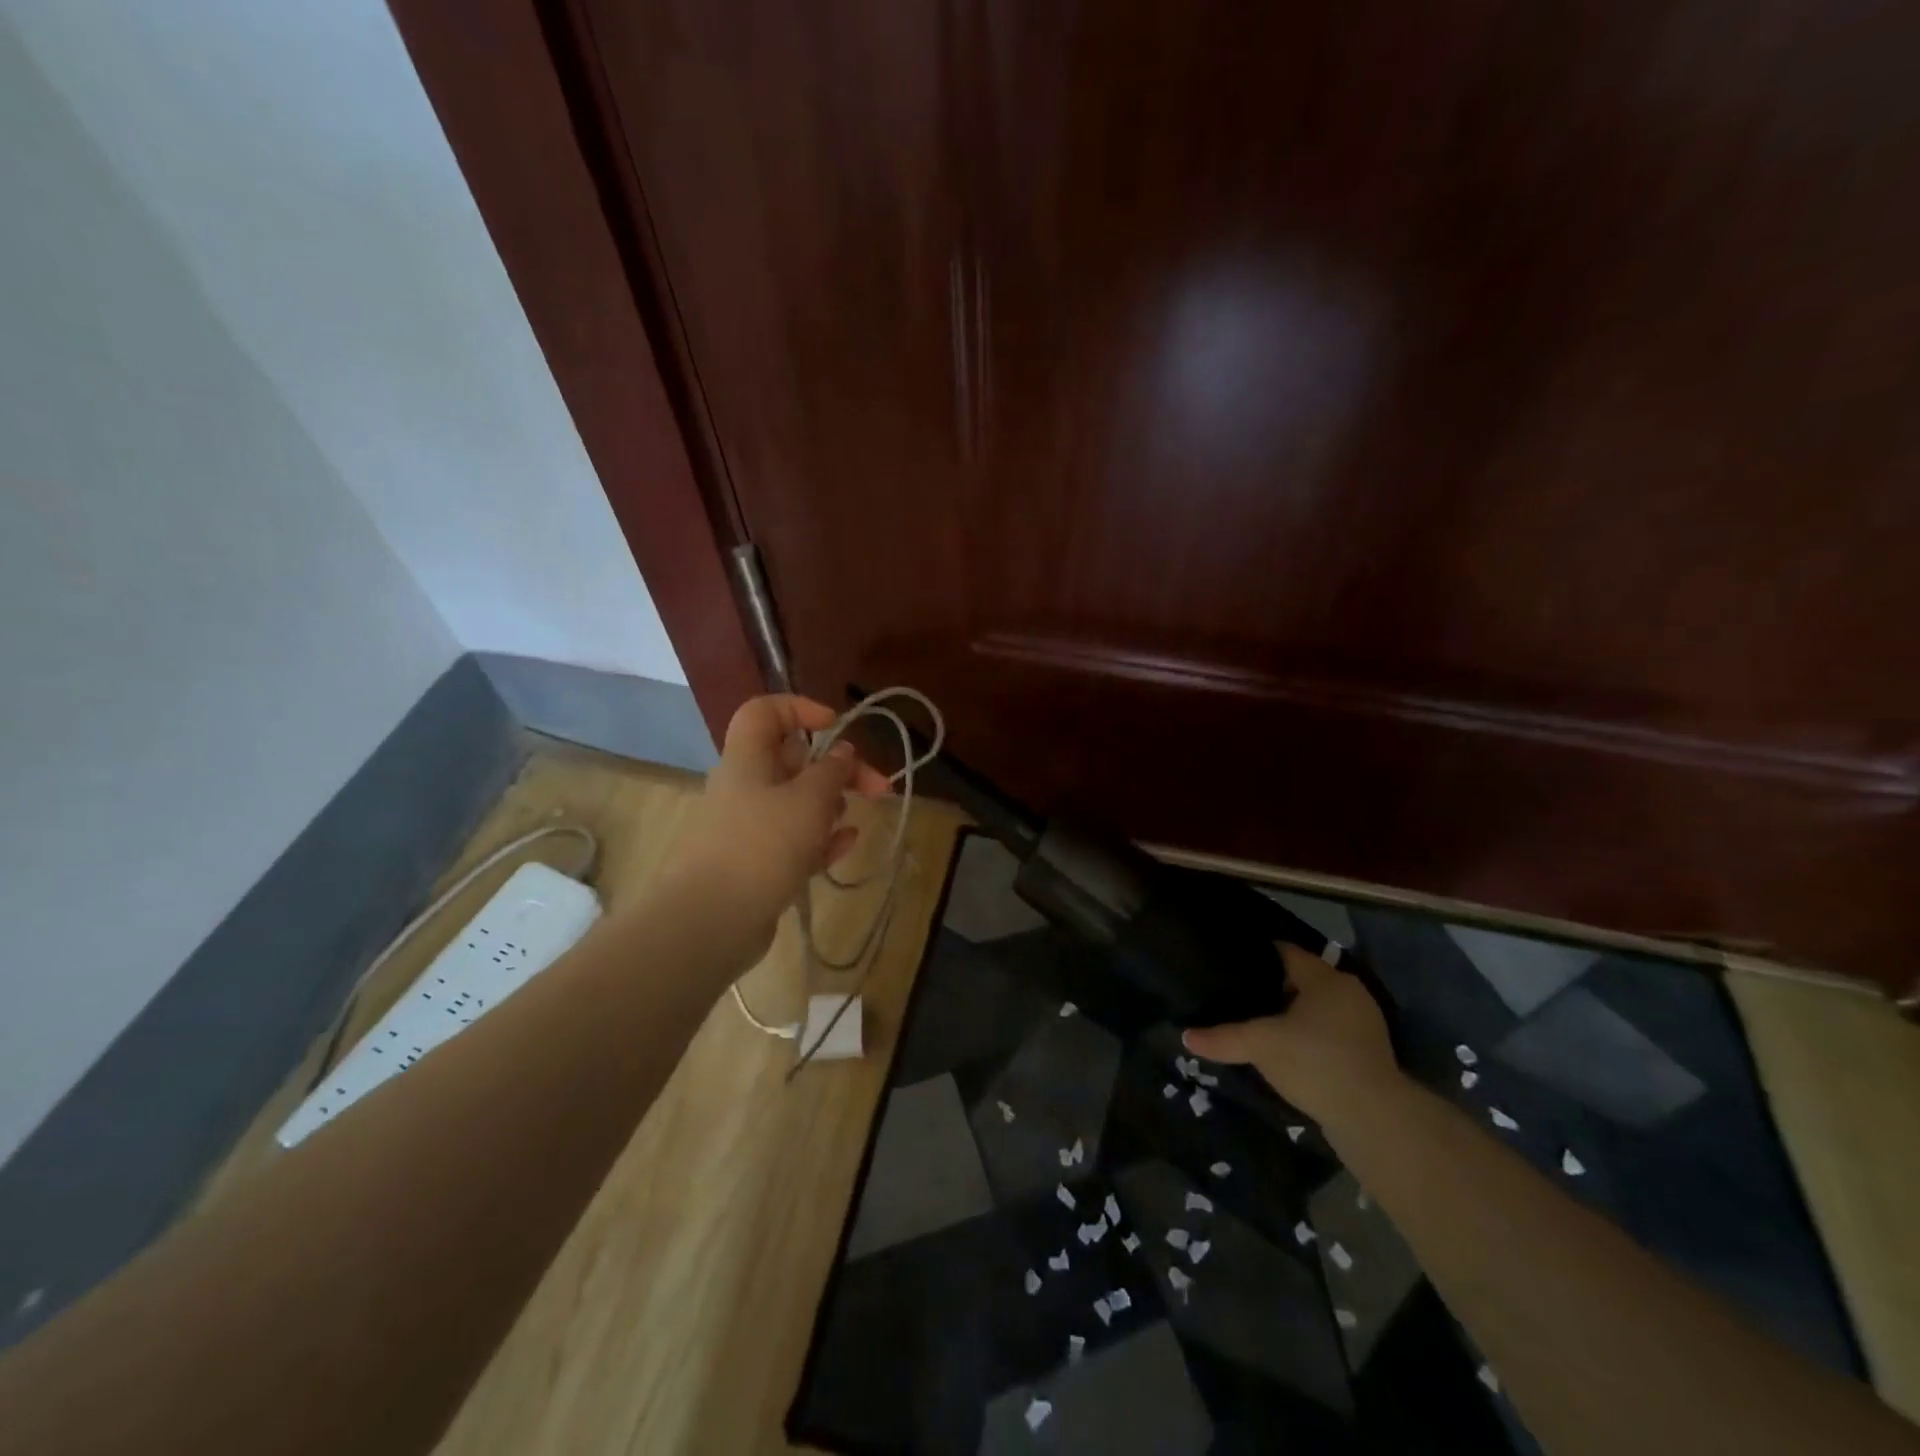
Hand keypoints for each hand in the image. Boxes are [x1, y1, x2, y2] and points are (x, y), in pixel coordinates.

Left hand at [667, 694, 890, 964]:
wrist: (710, 921)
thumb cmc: (762, 845)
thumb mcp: (808, 800)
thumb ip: (831, 771)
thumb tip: (842, 751)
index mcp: (748, 759)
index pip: (765, 712)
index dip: (800, 709)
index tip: (837, 726)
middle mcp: (745, 787)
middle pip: (793, 761)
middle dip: (838, 768)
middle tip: (878, 786)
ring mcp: (749, 827)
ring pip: (796, 803)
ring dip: (830, 805)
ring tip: (854, 820)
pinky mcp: (756, 864)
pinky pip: (794, 840)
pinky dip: (820, 839)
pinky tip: (845, 846)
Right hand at [1182, 943, 1401, 1125]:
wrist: (1375, 1119)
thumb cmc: (1315, 1062)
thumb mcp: (1260, 1045)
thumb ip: (1223, 1037)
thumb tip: (1186, 1036)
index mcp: (1325, 978)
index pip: (1285, 952)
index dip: (1255, 955)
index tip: (1228, 963)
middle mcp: (1348, 992)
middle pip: (1300, 979)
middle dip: (1270, 986)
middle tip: (1235, 995)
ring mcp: (1362, 1024)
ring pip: (1315, 1008)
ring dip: (1289, 1014)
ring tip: (1255, 1023)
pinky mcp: (1368, 1054)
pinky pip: (1327, 1033)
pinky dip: (1306, 1037)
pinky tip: (1285, 1051)